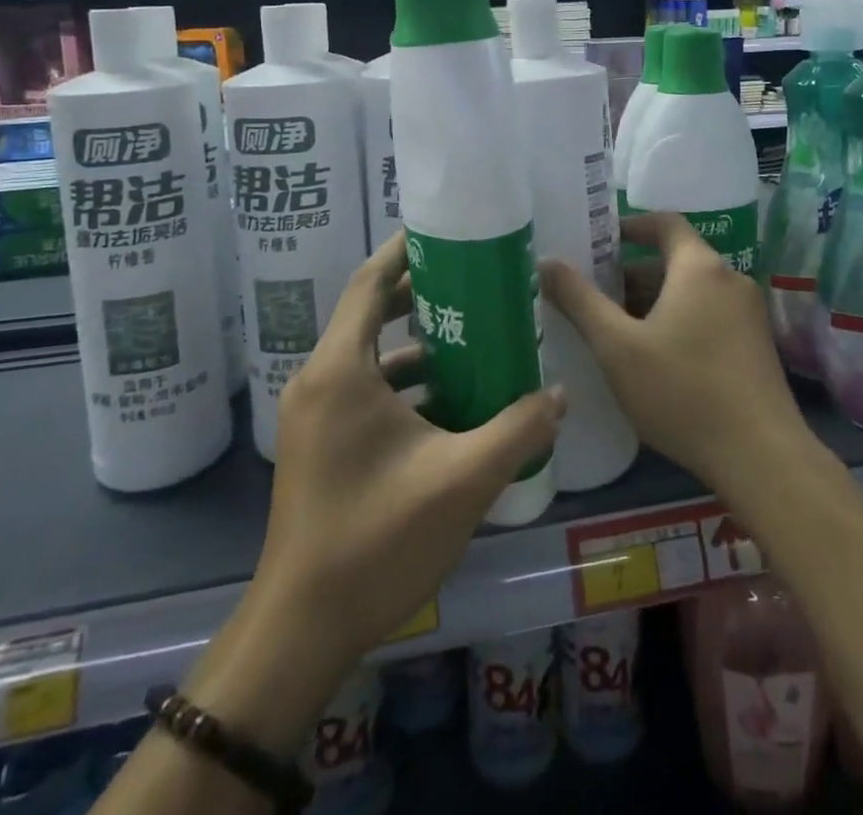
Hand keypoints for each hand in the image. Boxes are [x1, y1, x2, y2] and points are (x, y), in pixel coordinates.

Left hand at [254, 229, 566, 674]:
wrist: (301, 630)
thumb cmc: (376, 539)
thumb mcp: (462, 480)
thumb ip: (518, 429)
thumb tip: (561, 394)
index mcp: (341, 372)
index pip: (368, 285)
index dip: (403, 252)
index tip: (444, 232)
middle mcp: (320, 382)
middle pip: (370, 314)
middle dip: (422, 295)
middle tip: (475, 282)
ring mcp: (315, 417)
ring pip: (371, 358)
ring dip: (419, 346)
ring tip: (476, 339)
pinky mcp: (320, 446)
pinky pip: (366, 392)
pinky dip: (406, 385)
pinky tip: (453, 403)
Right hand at [539, 212, 809, 498]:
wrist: (761, 456)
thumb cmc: (682, 391)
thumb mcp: (618, 347)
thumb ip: (580, 301)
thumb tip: (546, 262)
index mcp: (699, 267)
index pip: (665, 223)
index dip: (632, 226)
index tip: (600, 240)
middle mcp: (730, 279)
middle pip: (676, 260)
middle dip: (633, 274)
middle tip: (594, 296)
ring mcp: (749, 313)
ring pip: (692, 291)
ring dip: (655, 301)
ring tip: (616, 330)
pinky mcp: (756, 345)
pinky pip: (710, 315)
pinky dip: (679, 320)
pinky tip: (654, 358)